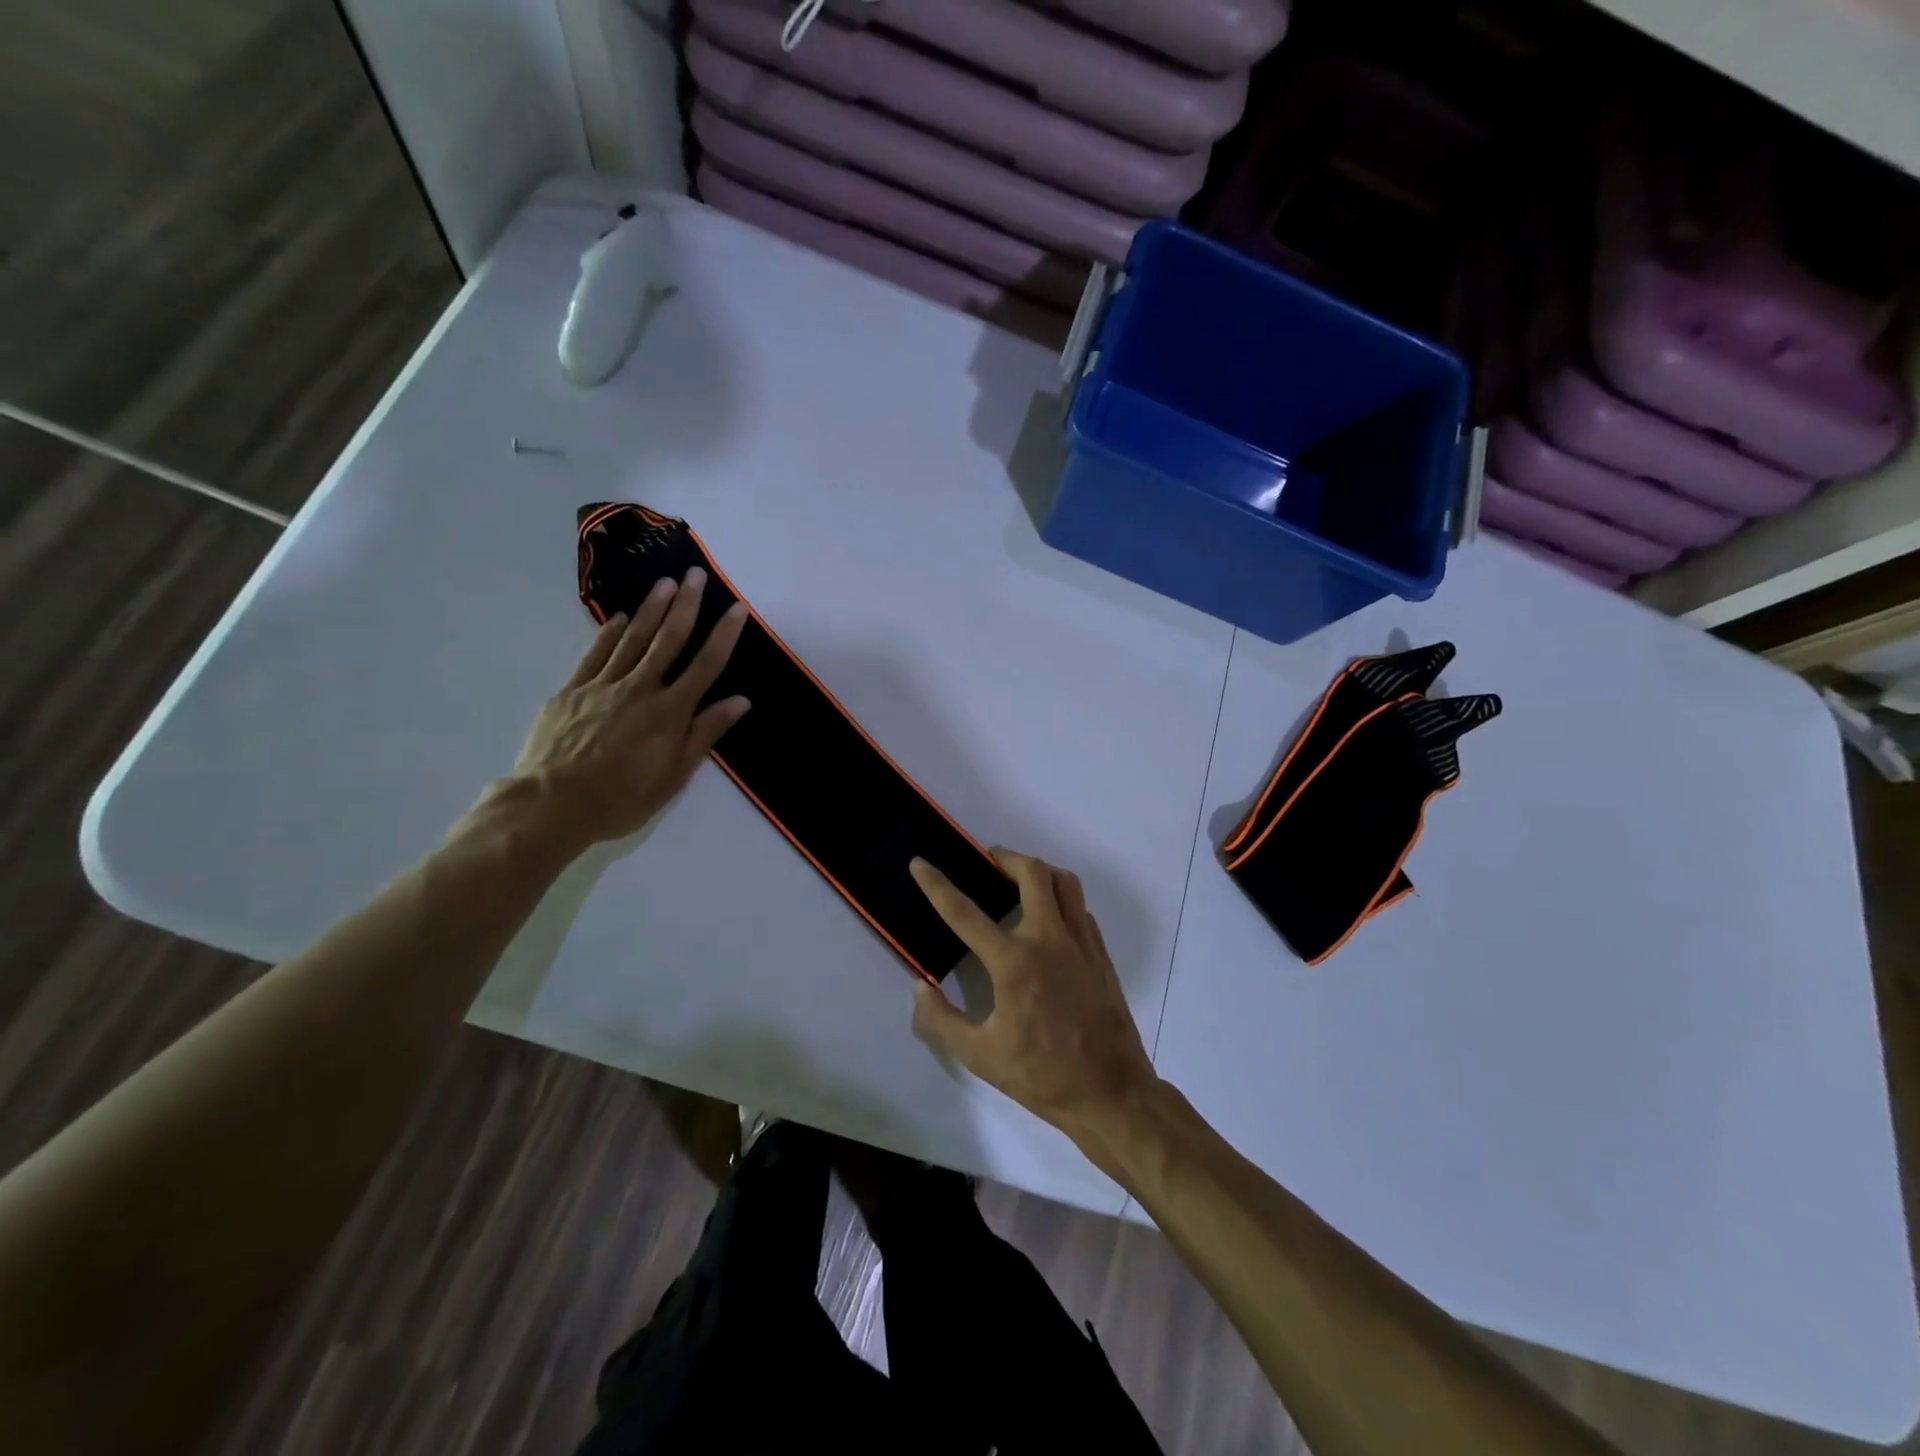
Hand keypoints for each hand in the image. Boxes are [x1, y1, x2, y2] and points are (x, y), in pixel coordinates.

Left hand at [508, 568, 750, 851]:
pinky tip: (619, 616)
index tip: (737, 608)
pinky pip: (595, 653)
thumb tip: (739, 700)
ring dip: (651, 609)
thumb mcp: (674, 776)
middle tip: (696, 574)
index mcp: (670, 712)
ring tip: (665, 583)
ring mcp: (603, 685)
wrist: (552, 804)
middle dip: (686, 605)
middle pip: (668, 640)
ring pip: (633, 639)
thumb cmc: (622, 798)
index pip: (705, 665)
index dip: (724, 635)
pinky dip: (609, 632)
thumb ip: (705, 733)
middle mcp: (640, 689)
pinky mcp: (572, 690)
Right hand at [908, 850, 1157, 1135]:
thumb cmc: (1042, 1075)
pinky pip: (1080, 908)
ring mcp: (1081, 943)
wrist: (1111, 1093)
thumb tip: (920, 986)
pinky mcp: (1101, 954)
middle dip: (1005, 858)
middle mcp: (1049, 939)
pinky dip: (1060, 899)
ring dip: (1039, 871)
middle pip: (1032, 873)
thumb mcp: (980, 1056)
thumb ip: (942, 1019)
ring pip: (1064, 882)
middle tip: (988, 862)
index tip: (920, 863)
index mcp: (1014, 962)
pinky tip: (1048, 918)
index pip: (965, 913)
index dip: (937, 885)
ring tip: (1019, 880)